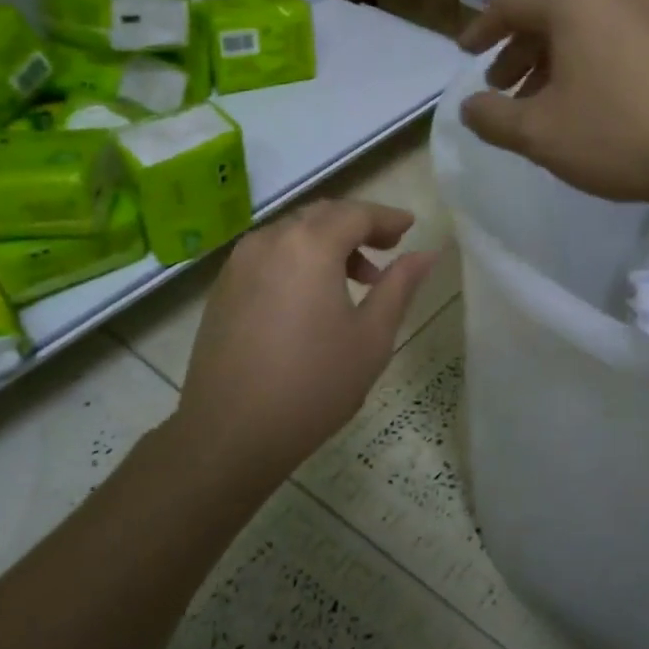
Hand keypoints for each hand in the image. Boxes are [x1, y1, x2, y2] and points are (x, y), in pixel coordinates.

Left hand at [173, 200, 437, 475]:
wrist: (230, 434)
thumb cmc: (314, 385)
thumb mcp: (371, 337)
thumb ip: (399, 287)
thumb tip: (425, 255)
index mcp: (309, 246)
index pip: (356, 214)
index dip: (387, 218)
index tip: (410, 228)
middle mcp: (269, 241)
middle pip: (321, 216)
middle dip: (357, 226)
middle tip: (388, 250)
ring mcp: (239, 264)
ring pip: (292, 234)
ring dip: (327, 244)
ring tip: (356, 280)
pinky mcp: (223, 288)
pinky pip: (269, 255)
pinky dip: (298, 259)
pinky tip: (312, 297)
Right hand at [458, 0, 648, 205]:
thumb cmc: (616, 135)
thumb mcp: (538, 133)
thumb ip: (492, 118)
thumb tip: (469, 106)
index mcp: (576, 5)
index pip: (512, 3)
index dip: (481, 29)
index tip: (464, 54)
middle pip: (549, 16)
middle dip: (518, 52)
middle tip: (501, 87)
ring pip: (584, 32)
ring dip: (551, 64)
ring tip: (539, 103)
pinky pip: (613, 45)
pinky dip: (585, 67)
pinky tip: (585, 106)